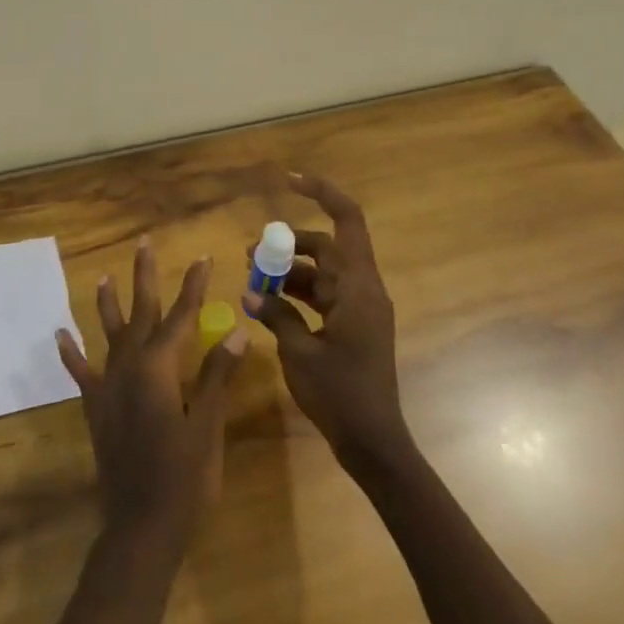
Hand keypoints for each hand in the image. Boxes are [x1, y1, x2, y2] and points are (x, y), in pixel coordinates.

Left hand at [57, 240, 248, 542]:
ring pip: (108, 335)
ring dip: (108, 305)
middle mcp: (129, 367)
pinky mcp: (95, 408)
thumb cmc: (184, 478)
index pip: (182, 316)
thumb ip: (216, 375)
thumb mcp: (207, 425)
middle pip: (140, 313)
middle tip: (144, 243)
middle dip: (144, 277)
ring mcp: (108, 387)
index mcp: (159, 368)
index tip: (203, 257)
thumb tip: (236, 329)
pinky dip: (71, 354)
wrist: (141, 527)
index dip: (194, 287)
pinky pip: (81, 373)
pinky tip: (61, 335)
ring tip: (105, 277)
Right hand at [244, 173, 409, 466]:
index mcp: (358, 287)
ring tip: (252, 279)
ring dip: (289, 271)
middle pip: (326, 247)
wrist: (374, 443)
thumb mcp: (299, 352)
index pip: (347, 220)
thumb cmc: (340, 394)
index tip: (290, 180)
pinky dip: (297, 293)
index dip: (322, 192)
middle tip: (251, 254)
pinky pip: (323, 295)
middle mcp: (363, 290)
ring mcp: (360, 309)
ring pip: (322, 271)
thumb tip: (250, 294)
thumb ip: (276, 315)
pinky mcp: (354, 326)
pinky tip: (268, 303)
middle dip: (288, 245)